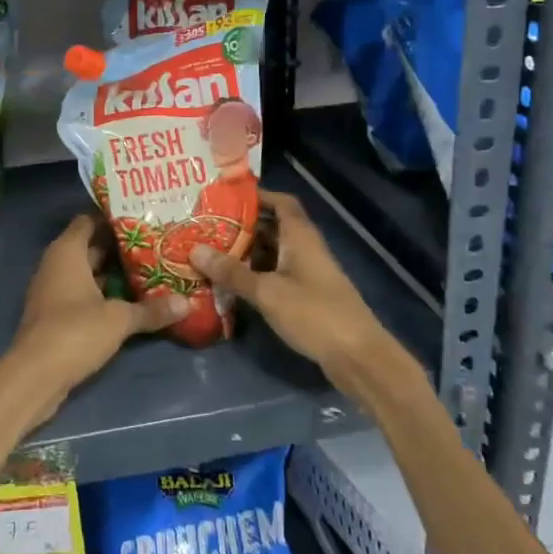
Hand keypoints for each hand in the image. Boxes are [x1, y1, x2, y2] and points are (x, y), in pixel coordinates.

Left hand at [2, 215, 186, 421]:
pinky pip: (83, 293)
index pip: (89, 220)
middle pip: (90, 246)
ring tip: (150, 269)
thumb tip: (187, 303)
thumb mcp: (119, 319)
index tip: (142, 218)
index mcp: (67, 251)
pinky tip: (130, 300)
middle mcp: (57, 264)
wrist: (34, 376)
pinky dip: (103, 294)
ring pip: (88, 272)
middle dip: (119, 246)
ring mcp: (54, 290)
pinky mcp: (56, 314)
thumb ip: (151, 309)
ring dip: (113, 272)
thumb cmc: (74, 331)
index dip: (113, 218)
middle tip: (155, 244)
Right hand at [191, 190, 400, 390]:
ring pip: (272, 253)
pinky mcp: (308, 296)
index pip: (281, 202)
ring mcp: (308, 273)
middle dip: (241, 227)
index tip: (225, 198)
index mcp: (300, 236)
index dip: (256, 196)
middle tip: (206, 228)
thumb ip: (231, 272)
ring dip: (246, 253)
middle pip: (272, 227)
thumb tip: (194, 249)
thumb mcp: (267, 292)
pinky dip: (256, 275)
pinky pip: (276, 275)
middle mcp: (305, 248)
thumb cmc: (314, 313)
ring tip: (211, 254)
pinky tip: (232, 284)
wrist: (358, 357)